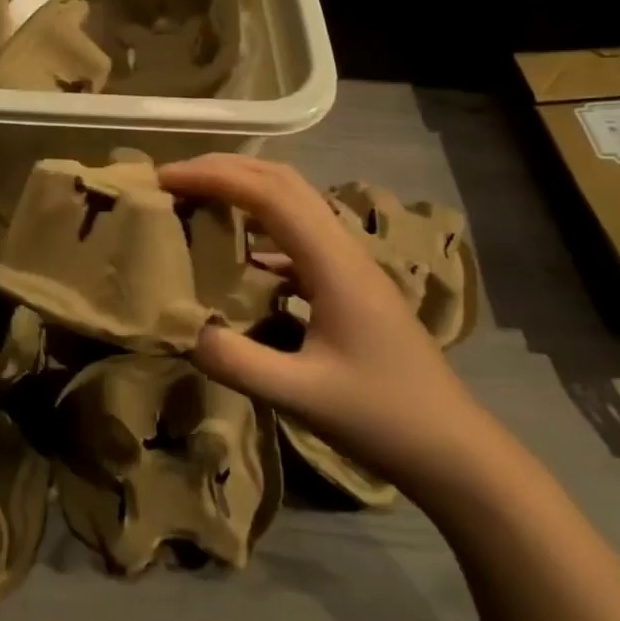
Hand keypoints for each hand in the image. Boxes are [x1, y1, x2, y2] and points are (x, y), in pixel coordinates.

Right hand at [158, 154, 493, 494]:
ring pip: (293, 203)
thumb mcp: (301, 396)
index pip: (268, 194)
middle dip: (225, 169)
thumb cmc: (384, 419)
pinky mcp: (349, 285)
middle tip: (173, 179)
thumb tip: (181, 325)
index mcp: (334, 263)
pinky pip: (298, 236)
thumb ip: (236, 361)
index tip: (164, 179)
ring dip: (244, 190)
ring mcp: (350, 264)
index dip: (213, 177)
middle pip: (282, 181)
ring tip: (197, 201)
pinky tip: (238, 255)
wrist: (455, 451)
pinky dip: (260, 227)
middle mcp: (343, 249)